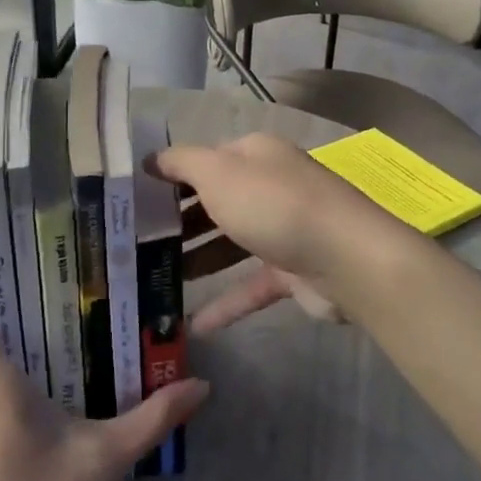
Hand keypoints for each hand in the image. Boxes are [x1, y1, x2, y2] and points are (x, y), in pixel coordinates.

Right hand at [151, 133, 417, 332]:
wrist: (347, 259)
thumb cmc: (274, 206)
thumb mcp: (219, 173)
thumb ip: (182, 163)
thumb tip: (151, 158)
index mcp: (253, 155)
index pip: (203, 160)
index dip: (169, 177)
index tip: (132, 201)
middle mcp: (269, 186)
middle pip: (215, 201)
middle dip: (178, 221)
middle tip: (136, 244)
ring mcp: (283, 230)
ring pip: (230, 243)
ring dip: (196, 260)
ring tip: (154, 280)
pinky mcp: (292, 271)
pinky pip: (250, 285)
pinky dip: (225, 303)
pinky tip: (193, 324)